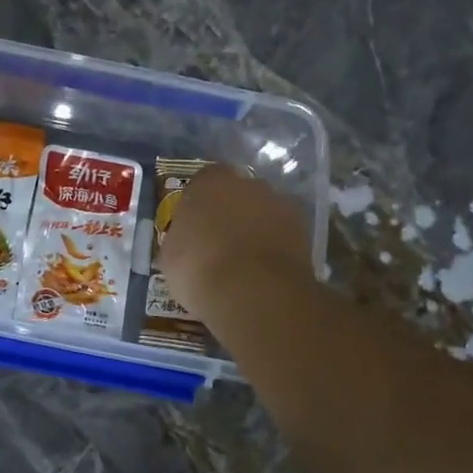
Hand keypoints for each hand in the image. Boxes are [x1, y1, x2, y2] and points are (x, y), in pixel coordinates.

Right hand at [159, 164, 313, 325]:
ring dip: (254, 229)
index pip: (202, 181)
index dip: (198, 203)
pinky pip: (281, 234)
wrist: (253, 291)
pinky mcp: (303, 230)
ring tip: (243, 262)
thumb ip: (179, 239)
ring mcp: (280, 204)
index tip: (193, 226)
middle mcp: (248, 184)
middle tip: (218, 243)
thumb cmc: (198, 267)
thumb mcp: (169, 256)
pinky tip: (262, 272)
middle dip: (229, 212)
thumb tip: (184, 242)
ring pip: (262, 212)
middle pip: (236, 193)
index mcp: (210, 182)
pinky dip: (273, 247)